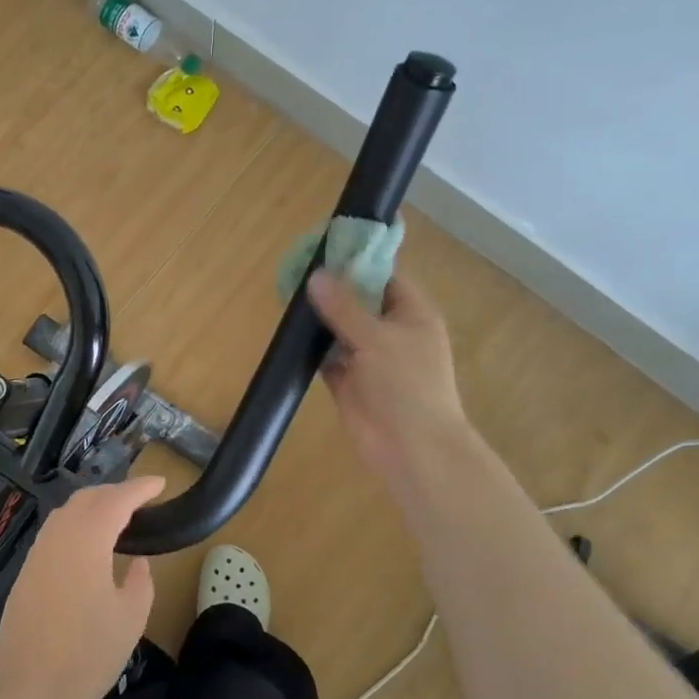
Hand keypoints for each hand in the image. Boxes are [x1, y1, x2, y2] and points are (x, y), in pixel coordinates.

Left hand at [0, 477, 162, 698]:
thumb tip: (137, 560)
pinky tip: (90, 546)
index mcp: (86, 541)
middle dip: (116, 492)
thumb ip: (140, 579)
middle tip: (142, 502)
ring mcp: (36, 555)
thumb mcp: (130, 618)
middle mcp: (57, 538)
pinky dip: (76, 526)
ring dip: (93, 507)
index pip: (116, 499)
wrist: (27, 696)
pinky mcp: (25, 574)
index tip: (161, 484)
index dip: (140, 488)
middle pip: (87, 498)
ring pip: (66, 513)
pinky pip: (54, 533)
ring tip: (119, 520)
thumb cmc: (87, 657)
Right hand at [307, 269, 475, 497]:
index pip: (385, 276)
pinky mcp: (349, 382)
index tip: (324, 249)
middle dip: (331, 288)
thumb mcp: (376, 338)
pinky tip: (289, 334)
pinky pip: (327, 357)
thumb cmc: (407, 386)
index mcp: (411, 314)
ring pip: (341, 329)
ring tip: (286, 295)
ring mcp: (370, 358)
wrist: (412, 449)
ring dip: (319, 318)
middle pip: (359, 301)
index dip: (357, 261)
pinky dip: (311, 348)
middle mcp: (391, 332)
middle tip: (295, 269)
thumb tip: (316, 275)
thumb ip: (344, 307)